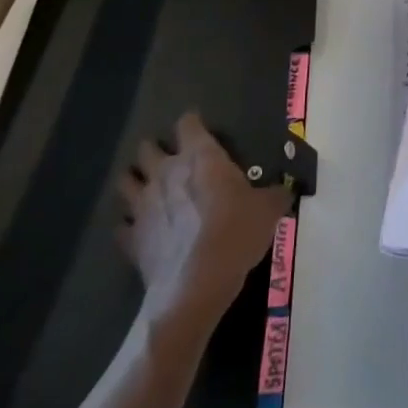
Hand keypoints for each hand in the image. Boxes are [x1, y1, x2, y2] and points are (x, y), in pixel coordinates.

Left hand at [116, 112, 291, 331]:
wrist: (197, 284)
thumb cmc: (236, 233)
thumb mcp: (268, 211)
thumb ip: (276, 195)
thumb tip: (286, 191)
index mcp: (200, 157)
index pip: (188, 124)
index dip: (192, 123)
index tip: (199, 128)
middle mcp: (166, 173)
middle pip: (146, 148)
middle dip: (155, 150)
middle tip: (170, 160)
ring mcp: (143, 205)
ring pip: (125, 181)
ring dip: (134, 180)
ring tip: (146, 188)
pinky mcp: (132, 238)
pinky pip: (122, 225)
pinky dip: (128, 225)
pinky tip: (139, 231)